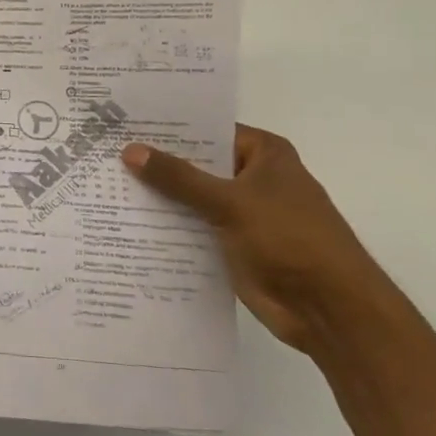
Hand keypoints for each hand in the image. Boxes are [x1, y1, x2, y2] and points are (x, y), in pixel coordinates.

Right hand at [123, 126, 388, 354]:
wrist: (331, 312)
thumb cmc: (290, 240)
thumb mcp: (230, 202)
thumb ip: (179, 178)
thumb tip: (130, 151)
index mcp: (263, 154)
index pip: (206, 130)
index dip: (167, 127)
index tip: (124, 122)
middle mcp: (253, 178)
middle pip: (196, 164)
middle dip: (156, 163)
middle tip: (104, 152)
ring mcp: (243, 213)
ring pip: (192, 198)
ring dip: (158, 197)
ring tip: (104, 184)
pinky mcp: (233, 245)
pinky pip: (193, 228)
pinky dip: (168, 227)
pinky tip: (127, 222)